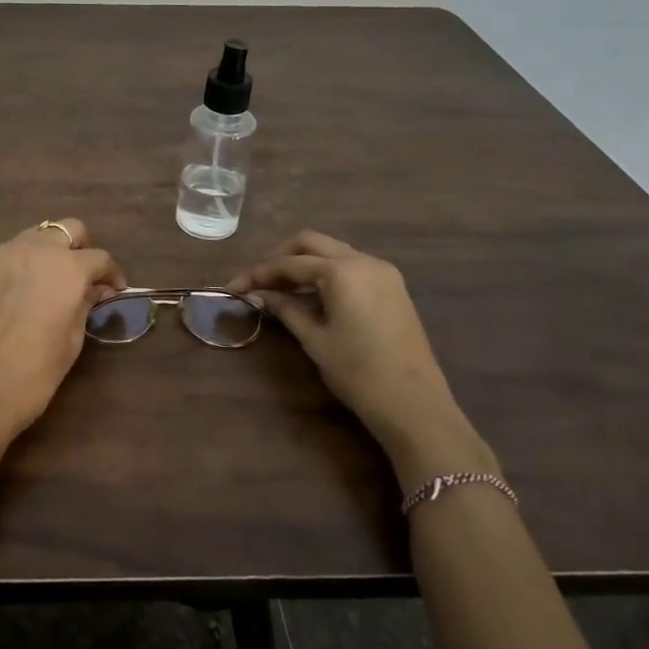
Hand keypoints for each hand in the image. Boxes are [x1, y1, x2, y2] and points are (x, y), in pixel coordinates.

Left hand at [0, 219, 125, 460]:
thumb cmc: (35, 374)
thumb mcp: (73, 340)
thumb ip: (85, 304)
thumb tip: (96, 289)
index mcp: (67, 268)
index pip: (99, 257)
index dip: (111, 273)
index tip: (113, 289)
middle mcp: (33, 249)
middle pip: (66, 230)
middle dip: (79, 249)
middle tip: (80, 276)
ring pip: (31, 237)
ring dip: (45, 253)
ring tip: (43, 282)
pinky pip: (1, 256)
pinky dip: (14, 267)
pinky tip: (11, 295)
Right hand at [231, 231, 495, 490]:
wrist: (415, 405)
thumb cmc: (358, 372)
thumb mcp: (315, 340)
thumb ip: (285, 309)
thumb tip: (259, 295)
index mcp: (342, 271)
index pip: (290, 263)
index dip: (259, 273)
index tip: (233, 286)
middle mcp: (364, 261)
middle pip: (312, 243)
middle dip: (280, 257)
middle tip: (257, 279)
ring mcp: (383, 272)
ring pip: (333, 252)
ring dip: (304, 263)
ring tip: (279, 288)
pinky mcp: (392, 288)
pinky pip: (351, 267)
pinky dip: (326, 273)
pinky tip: (311, 295)